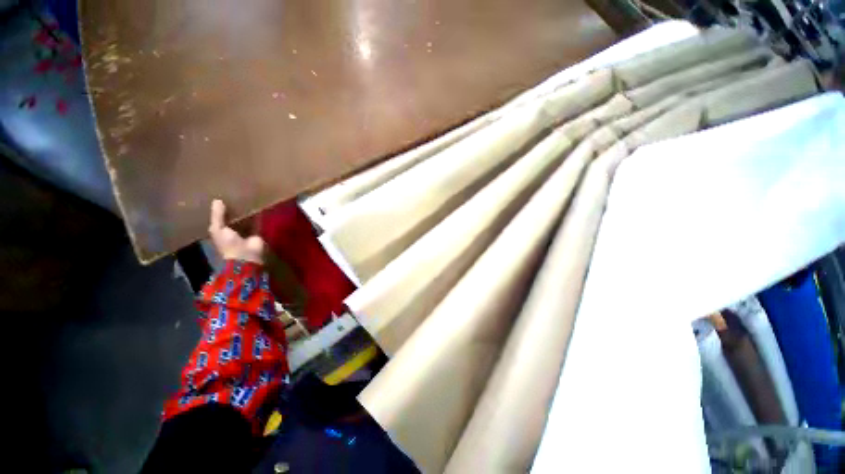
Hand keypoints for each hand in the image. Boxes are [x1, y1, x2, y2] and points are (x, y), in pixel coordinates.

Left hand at [208, 199, 264, 263]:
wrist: (246, 255)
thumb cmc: (228, 243)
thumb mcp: (218, 229)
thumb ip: (218, 216)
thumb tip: (217, 199)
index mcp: (220, 231)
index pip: (219, 219)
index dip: (219, 210)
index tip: (221, 197)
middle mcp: (233, 230)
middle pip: (233, 218)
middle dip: (234, 209)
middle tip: (235, 195)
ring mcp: (246, 232)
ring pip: (246, 219)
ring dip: (247, 211)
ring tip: (247, 197)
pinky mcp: (257, 232)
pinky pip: (258, 221)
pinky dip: (258, 215)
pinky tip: (258, 205)